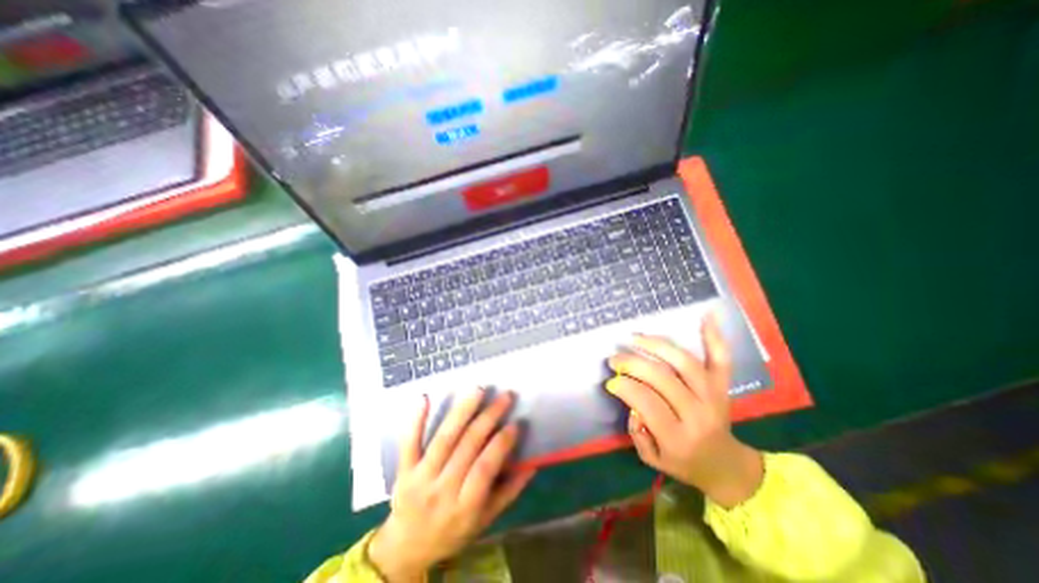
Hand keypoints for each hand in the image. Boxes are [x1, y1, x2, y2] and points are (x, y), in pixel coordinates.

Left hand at [368, 387, 535, 582]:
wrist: (406, 548)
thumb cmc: (453, 531)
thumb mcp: (485, 520)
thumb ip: (509, 491)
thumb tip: (532, 464)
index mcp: (465, 506)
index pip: (485, 468)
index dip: (501, 444)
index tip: (515, 423)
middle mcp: (442, 490)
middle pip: (467, 446)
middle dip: (489, 417)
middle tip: (505, 397)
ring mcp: (420, 478)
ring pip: (444, 439)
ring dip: (462, 411)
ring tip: (478, 390)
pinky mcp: (404, 470)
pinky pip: (409, 442)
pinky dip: (416, 419)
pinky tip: (425, 397)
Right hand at [610, 313, 759, 504]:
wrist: (726, 466)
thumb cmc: (684, 463)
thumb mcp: (652, 459)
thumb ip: (637, 433)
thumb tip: (630, 402)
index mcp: (679, 436)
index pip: (647, 402)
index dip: (625, 387)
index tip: (611, 381)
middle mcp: (698, 413)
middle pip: (662, 378)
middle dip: (632, 363)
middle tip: (614, 358)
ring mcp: (713, 395)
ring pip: (684, 362)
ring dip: (656, 345)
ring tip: (635, 337)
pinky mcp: (723, 386)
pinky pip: (721, 359)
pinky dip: (714, 336)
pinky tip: (707, 315)